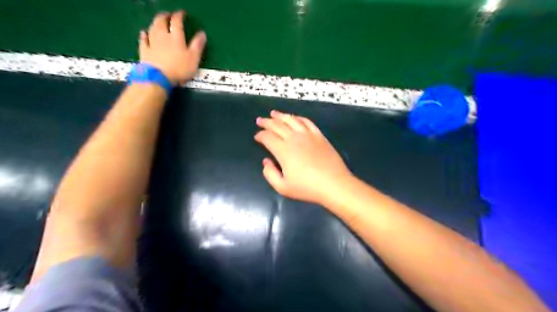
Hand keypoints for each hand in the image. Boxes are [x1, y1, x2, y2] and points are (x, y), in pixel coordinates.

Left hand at [141, 12, 207, 85]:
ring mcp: (152, 43)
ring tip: (159, 21)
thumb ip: (198, 45)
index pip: (177, 22)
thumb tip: (202, 33)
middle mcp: (162, 36)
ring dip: (156, 23)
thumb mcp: (194, 58)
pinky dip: (144, 35)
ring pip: (152, 28)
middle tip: (168, 15)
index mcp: (176, 37)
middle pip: (161, 21)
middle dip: (165, 16)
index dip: (179, 16)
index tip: (182, 13)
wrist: (158, 77)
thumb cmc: (179, 68)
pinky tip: (144, 32)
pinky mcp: (144, 51)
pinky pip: (143, 40)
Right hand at [254, 110, 348, 204]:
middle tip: (260, 120)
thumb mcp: (283, 187)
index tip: (257, 136)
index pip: (268, 137)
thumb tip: (266, 161)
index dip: (260, 135)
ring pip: (291, 120)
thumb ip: (270, 173)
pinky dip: (298, 118)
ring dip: (281, 116)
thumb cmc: (307, 188)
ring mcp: (308, 135)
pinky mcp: (319, 136)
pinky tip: (294, 117)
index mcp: (283, 150)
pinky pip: (307, 122)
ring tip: (273, 113)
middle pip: (277, 126)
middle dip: (266, 122)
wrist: (334, 184)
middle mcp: (294, 138)